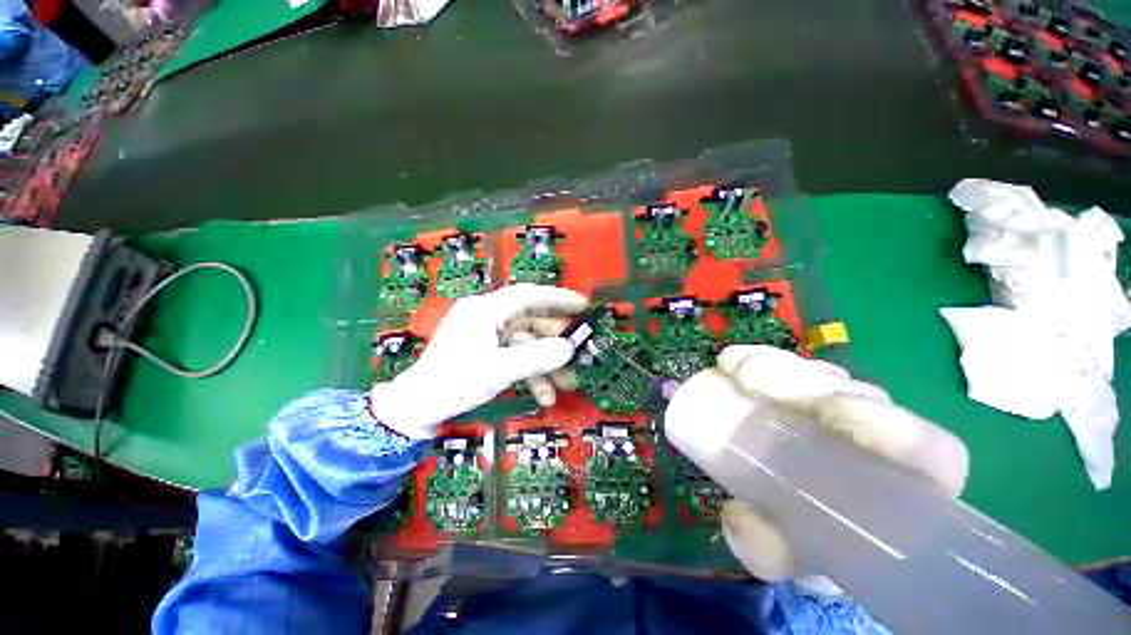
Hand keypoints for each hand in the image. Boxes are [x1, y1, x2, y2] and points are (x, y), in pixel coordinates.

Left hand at [370, 285, 587, 438]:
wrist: (417, 407)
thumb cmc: (453, 383)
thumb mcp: (499, 370)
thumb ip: (537, 358)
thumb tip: (568, 349)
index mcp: (485, 310)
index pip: (528, 295)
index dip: (558, 298)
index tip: (582, 305)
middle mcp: (487, 316)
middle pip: (530, 320)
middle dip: (555, 340)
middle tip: (577, 350)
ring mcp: (486, 334)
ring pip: (526, 342)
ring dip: (546, 363)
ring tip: (564, 385)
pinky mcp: (486, 350)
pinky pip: (515, 355)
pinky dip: (531, 371)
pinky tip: (543, 393)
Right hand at [666, 345, 968, 593]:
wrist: (792, 520)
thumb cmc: (808, 544)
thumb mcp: (791, 557)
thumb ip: (770, 551)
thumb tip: (739, 518)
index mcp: (901, 490)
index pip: (930, 453)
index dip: (894, 428)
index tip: (830, 413)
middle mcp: (879, 441)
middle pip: (860, 395)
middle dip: (806, 382)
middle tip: (753, 381)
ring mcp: (840, 411)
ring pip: (822, 376)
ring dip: (777, 367)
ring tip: (733, 367)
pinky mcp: (802, 395)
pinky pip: (787, 369)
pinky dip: (757, 361)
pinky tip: (729, 362)